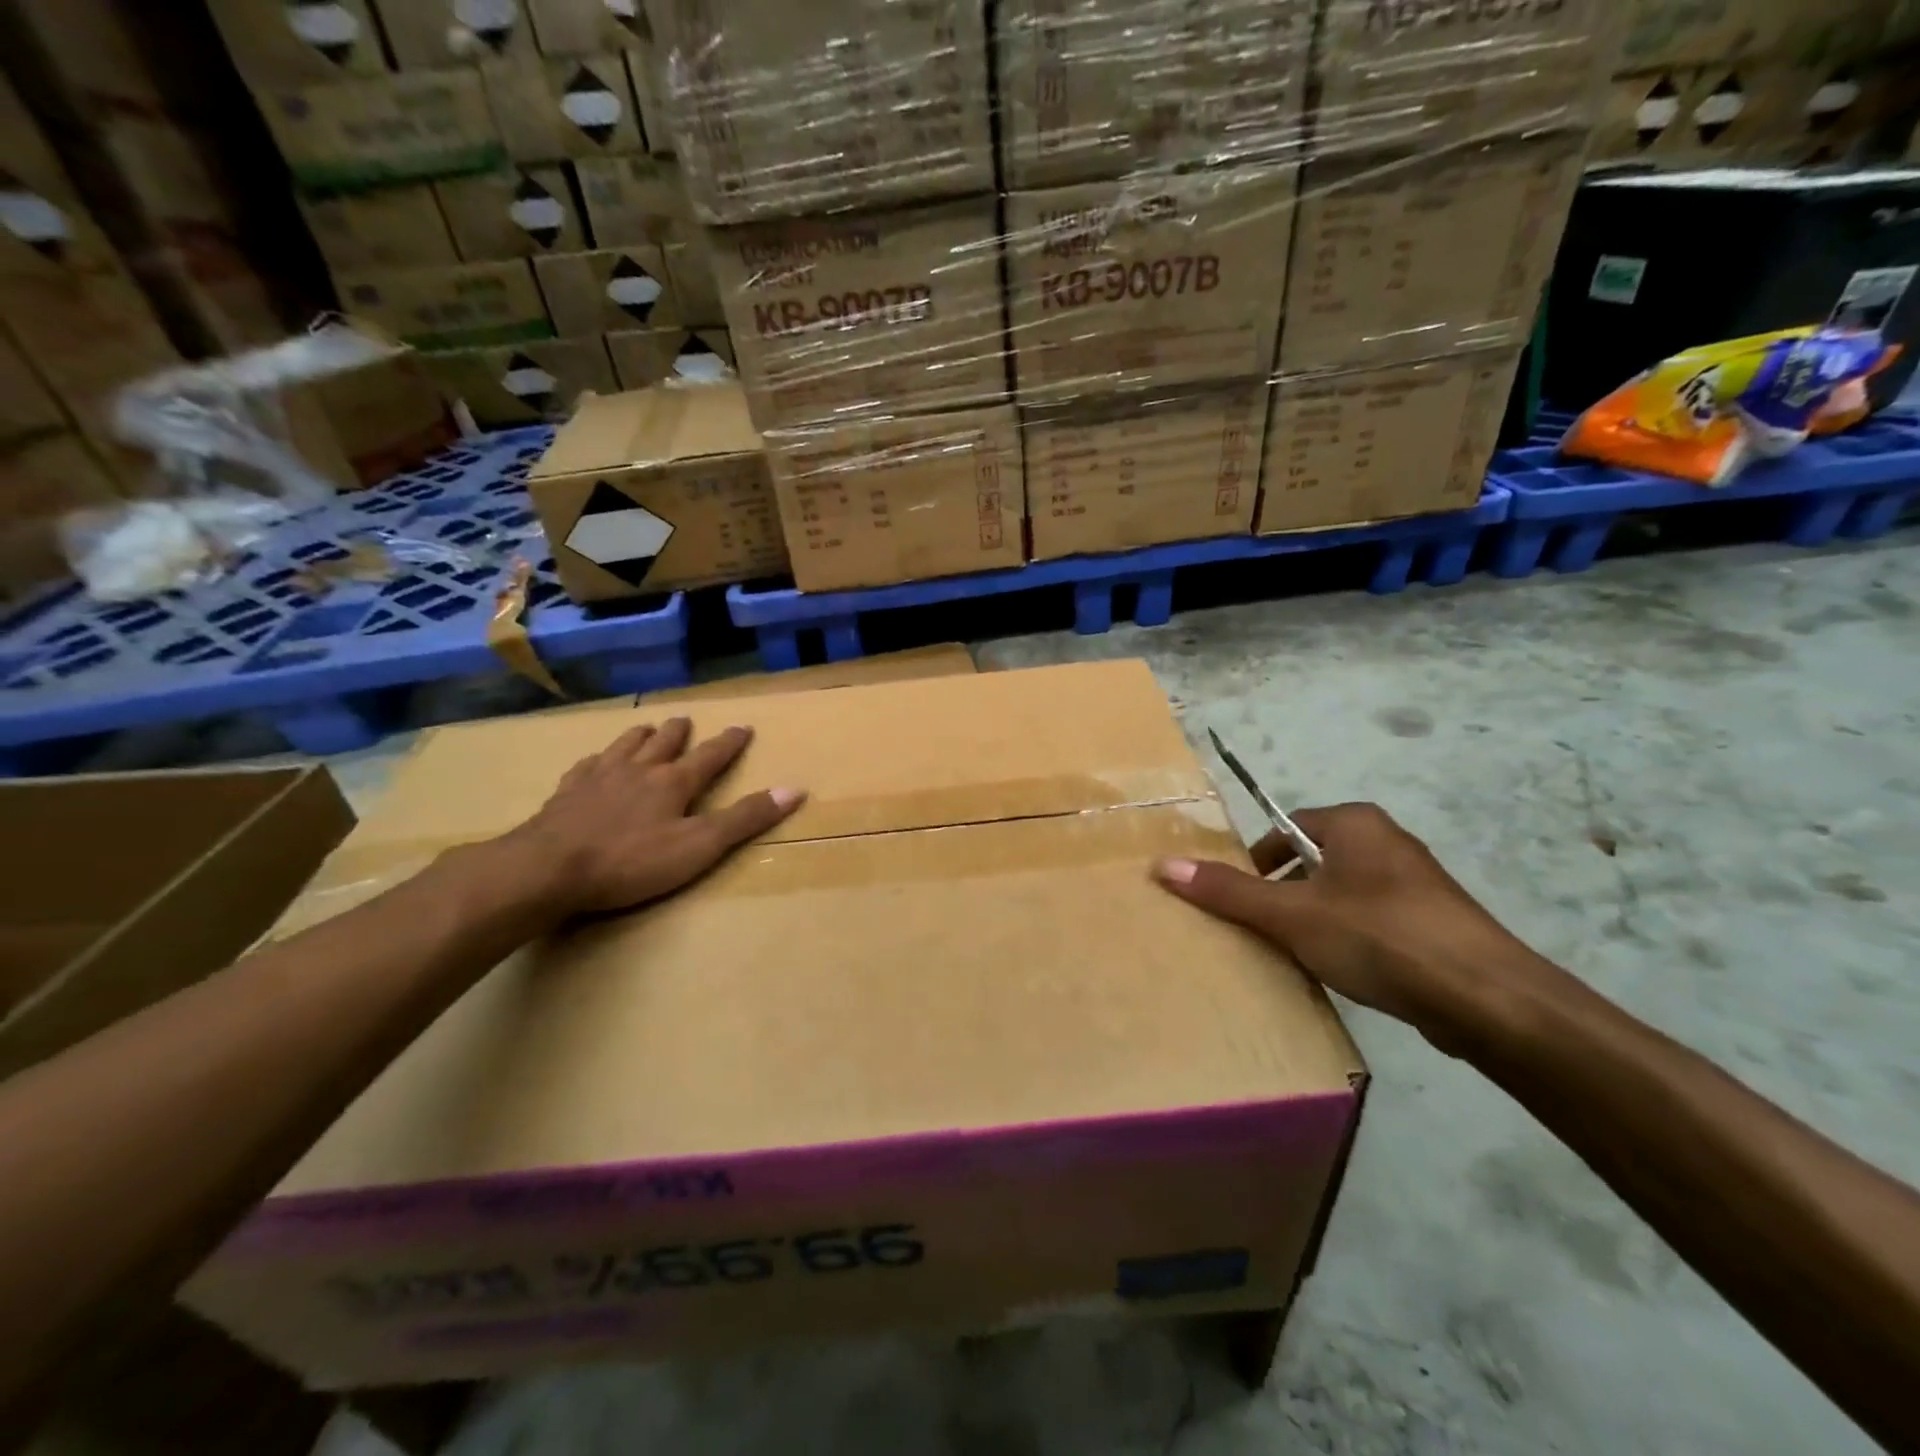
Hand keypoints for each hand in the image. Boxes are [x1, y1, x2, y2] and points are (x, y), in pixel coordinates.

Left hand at [505, 718, 803, 917]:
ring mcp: (599, 778)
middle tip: (686, 719)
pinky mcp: (566, 793)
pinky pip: (586, 766)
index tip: (743, 726)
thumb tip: (794, 789)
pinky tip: (594, 761)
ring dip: (640, 736)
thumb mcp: (700, 846)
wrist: (549, 868)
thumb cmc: (632, 861)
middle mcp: (639, 770)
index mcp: (673, 783)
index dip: (729, 742)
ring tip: (645, 728)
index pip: (710, 756)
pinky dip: (597, 759)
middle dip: (679, 732)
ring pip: (625, 747)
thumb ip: (745, 819)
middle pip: (664, 743)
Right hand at [1153, 803, 1546, 1050]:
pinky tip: (1343, 973)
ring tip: (1296, 956)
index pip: (1286, 828)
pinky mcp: (1434, 925)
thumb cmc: (1379, 937)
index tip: (1239, 898)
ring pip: (1341, 894)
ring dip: (1314, 919)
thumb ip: (1229, 891)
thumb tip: (1163, 865)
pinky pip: (1371, 921)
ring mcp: (1416, 885)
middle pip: (1312, 861)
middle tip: (1261, 929)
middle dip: (1282, 894)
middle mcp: (1387, 842)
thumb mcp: (1292, 915)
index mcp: (1355, 823)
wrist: (1488, 1000)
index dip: (1256, 861)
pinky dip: (1349, 939)